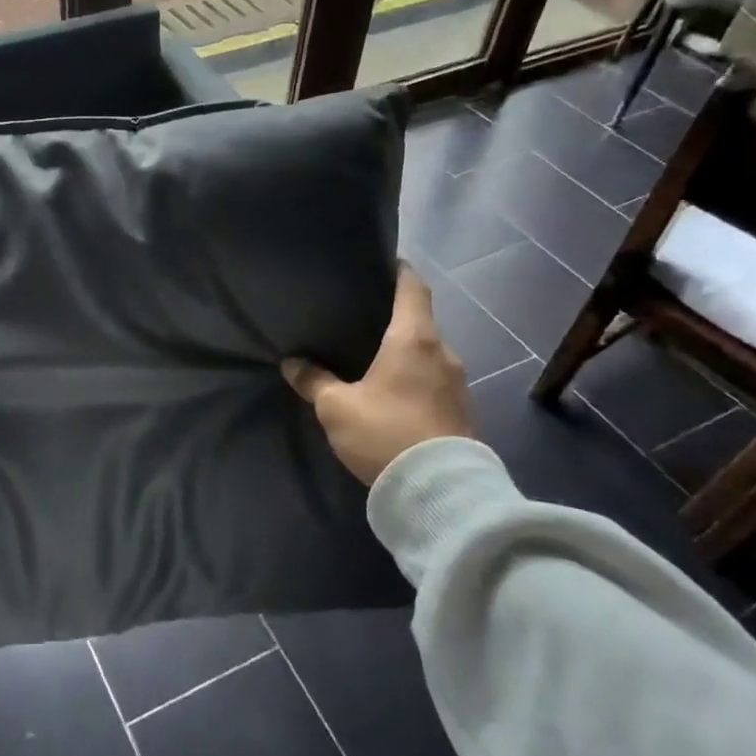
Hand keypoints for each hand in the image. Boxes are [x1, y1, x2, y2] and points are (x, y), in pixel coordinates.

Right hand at [282, 265, 471, 485]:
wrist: (439, 491)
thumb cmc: (385, 433)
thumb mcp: (336, 408)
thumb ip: (314, 381)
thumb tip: (292, 363)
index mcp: (414, 339)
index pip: (413, 287)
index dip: (399, 271)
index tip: (382, 264)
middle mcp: (443, 352)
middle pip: (421, 320)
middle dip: (395, 318)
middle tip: (362, 319)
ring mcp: (458, 383)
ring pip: (429, 353)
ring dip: (406, 352)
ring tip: (374, 358)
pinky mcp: (462, 411)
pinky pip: (435, 380)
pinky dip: (416, 377)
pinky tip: (393, 392)